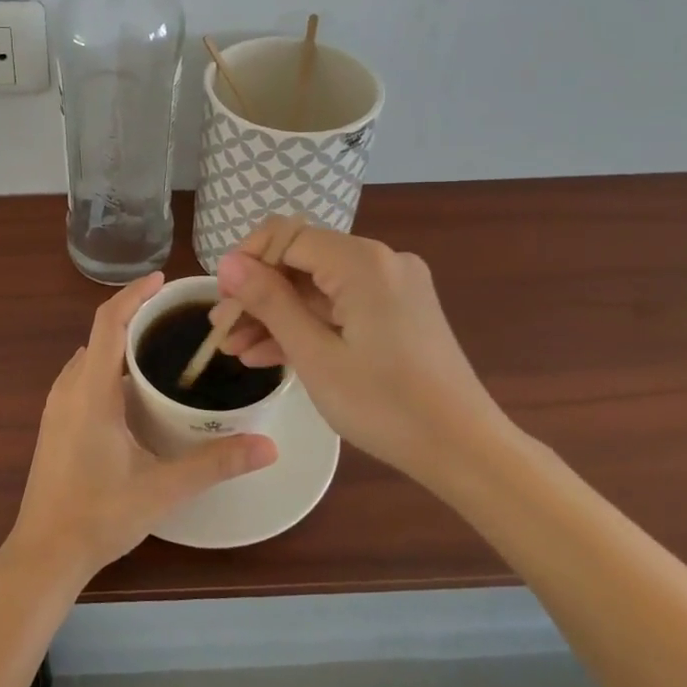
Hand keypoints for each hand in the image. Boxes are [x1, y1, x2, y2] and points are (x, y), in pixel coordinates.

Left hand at [8, 273, 277, 581]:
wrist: (44, 553)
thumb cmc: (98, 516)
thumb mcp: (162, 489)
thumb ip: (215, 464)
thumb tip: (268, 445)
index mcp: (91, 391)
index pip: (108, 322)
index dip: (134, 294)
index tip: (163, 281)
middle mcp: (68, 388)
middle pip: (100, 334)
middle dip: (135, 316)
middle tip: (178, 317)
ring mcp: (56, 406)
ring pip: (91, 356)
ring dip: (121, 342)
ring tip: (162, 345)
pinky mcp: (55, 422)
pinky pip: (83, 376)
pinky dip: (109, 366)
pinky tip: (136, 389)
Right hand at [215, 219, 506, 483]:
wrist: (465, 450)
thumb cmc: (385, 405)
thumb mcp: (315, 355)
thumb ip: (269, 302)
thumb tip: (227, 263)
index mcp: (362, 262)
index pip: (286, 236)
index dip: (246, 262)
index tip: (220, 301)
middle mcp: (381, 261)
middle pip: (301, 261)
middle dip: (258, 294)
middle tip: (222, 332)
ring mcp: (393, 286)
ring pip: (318, 287)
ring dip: (277, 314)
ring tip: (236, 350)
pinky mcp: (398, 311)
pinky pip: (340, 306)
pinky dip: (308, 325)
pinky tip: (270, 354)